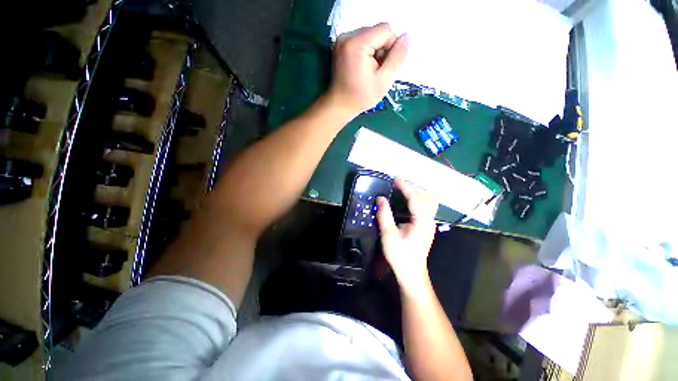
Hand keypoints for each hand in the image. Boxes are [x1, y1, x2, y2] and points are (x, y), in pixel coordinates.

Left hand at [327, 23, 408, 115]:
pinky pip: (362, 41)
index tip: (384, 67)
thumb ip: (397, 58)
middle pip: (377, 32)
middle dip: (381, 51)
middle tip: (375, 72)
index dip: (391, 48)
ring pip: (370, 36)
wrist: (339, 105)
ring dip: (374, 52)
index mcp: (357, 43)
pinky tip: (362, 68)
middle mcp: (347, 36)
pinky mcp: (341, 45)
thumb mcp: (383, 81)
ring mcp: (342, 40)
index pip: (386, 30)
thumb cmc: (360, 97)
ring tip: (368, 72)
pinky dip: (366, 52)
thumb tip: (406, 37)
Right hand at [377, 178, 437, 293]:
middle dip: (412, 186)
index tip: (395, 179)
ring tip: (404, 186)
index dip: (406, 187)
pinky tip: (410, 197)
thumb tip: (380, 198)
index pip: (415, 198)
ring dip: (418, 190)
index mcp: (421, 222)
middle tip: (398, 182)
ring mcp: (431, 223)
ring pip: (430, 200)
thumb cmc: (400, 255)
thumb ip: (384, 215)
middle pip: (426, 196)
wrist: (412, 272)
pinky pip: (428, 205)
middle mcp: (429, 220)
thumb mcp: (388, 236)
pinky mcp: (428, 225)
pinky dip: (420, 197)